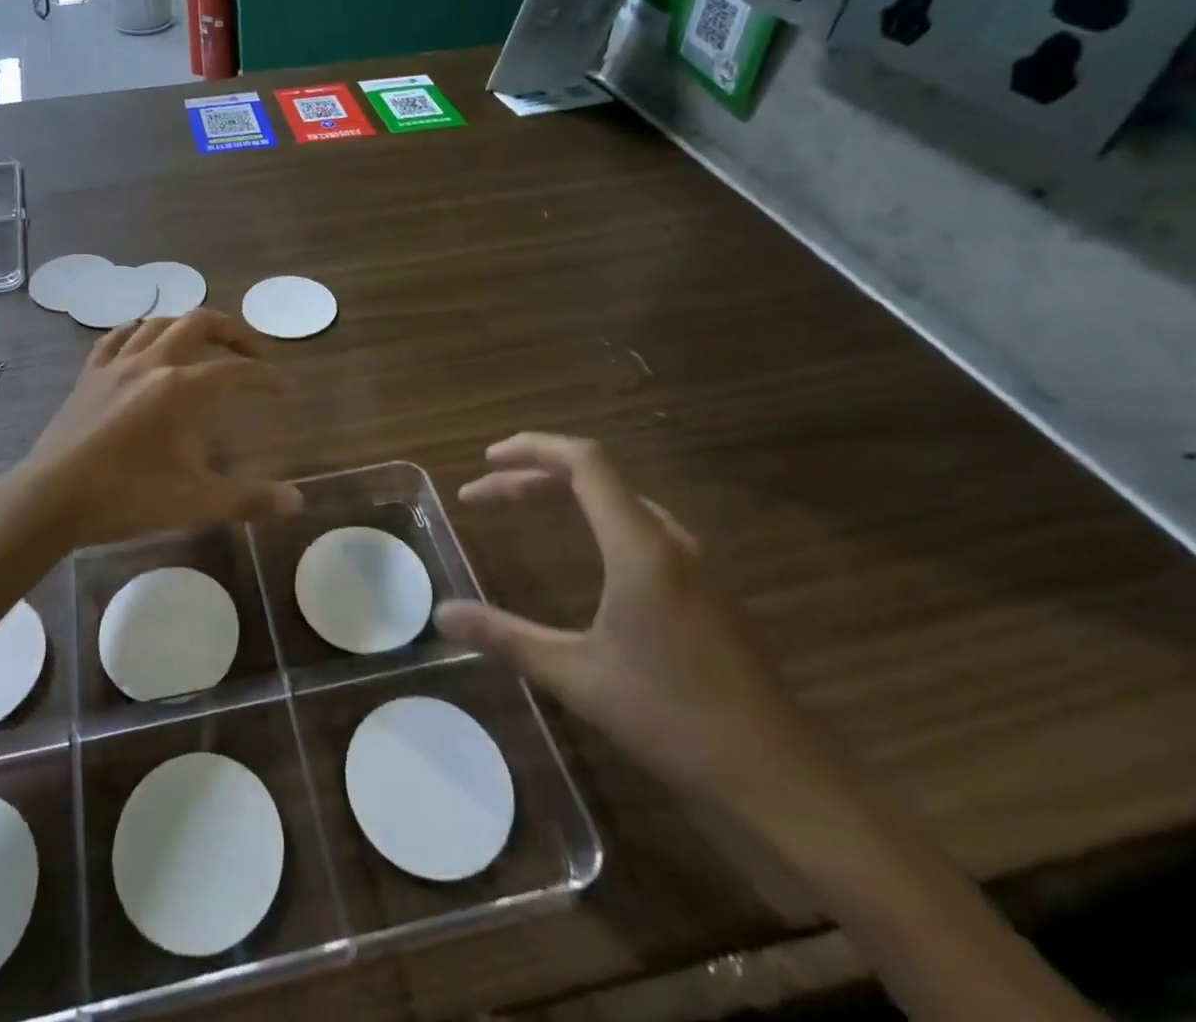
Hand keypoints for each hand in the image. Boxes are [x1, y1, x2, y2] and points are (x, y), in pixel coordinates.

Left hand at [0, 308, 302, 546]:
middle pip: (198, 323)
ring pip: (157, 323)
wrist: (52, 499)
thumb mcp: (195, 501)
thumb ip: (249, 498)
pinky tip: (142, 340)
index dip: (266, 377)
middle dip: (231, 332)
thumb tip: (297, 501)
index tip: (285, 388)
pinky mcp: (88, 375)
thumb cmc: (127, 496)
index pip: (236, 371)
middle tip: (249, 355)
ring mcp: (116, 365)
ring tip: (201, 345)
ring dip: (186, 327)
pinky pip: (115, 337)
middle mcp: (152, 363)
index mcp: (182, 388)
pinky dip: (137, 331)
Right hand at [435, 434, 839, 824]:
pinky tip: (580, 548)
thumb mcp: (578, 677)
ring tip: (518, 508)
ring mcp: (693, 562)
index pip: (584, 462)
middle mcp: (668, 540)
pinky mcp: (704, 586)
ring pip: (616, 501)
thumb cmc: (675, 719)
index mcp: (639, 547)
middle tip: (480, 498)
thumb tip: (442, 615)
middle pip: (593, 477)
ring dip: (561, 495)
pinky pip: (637, 524)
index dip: (531, 448)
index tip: (485, 460)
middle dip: (530, 477)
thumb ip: (506, 638)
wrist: (785, 778)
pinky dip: (592, 517)